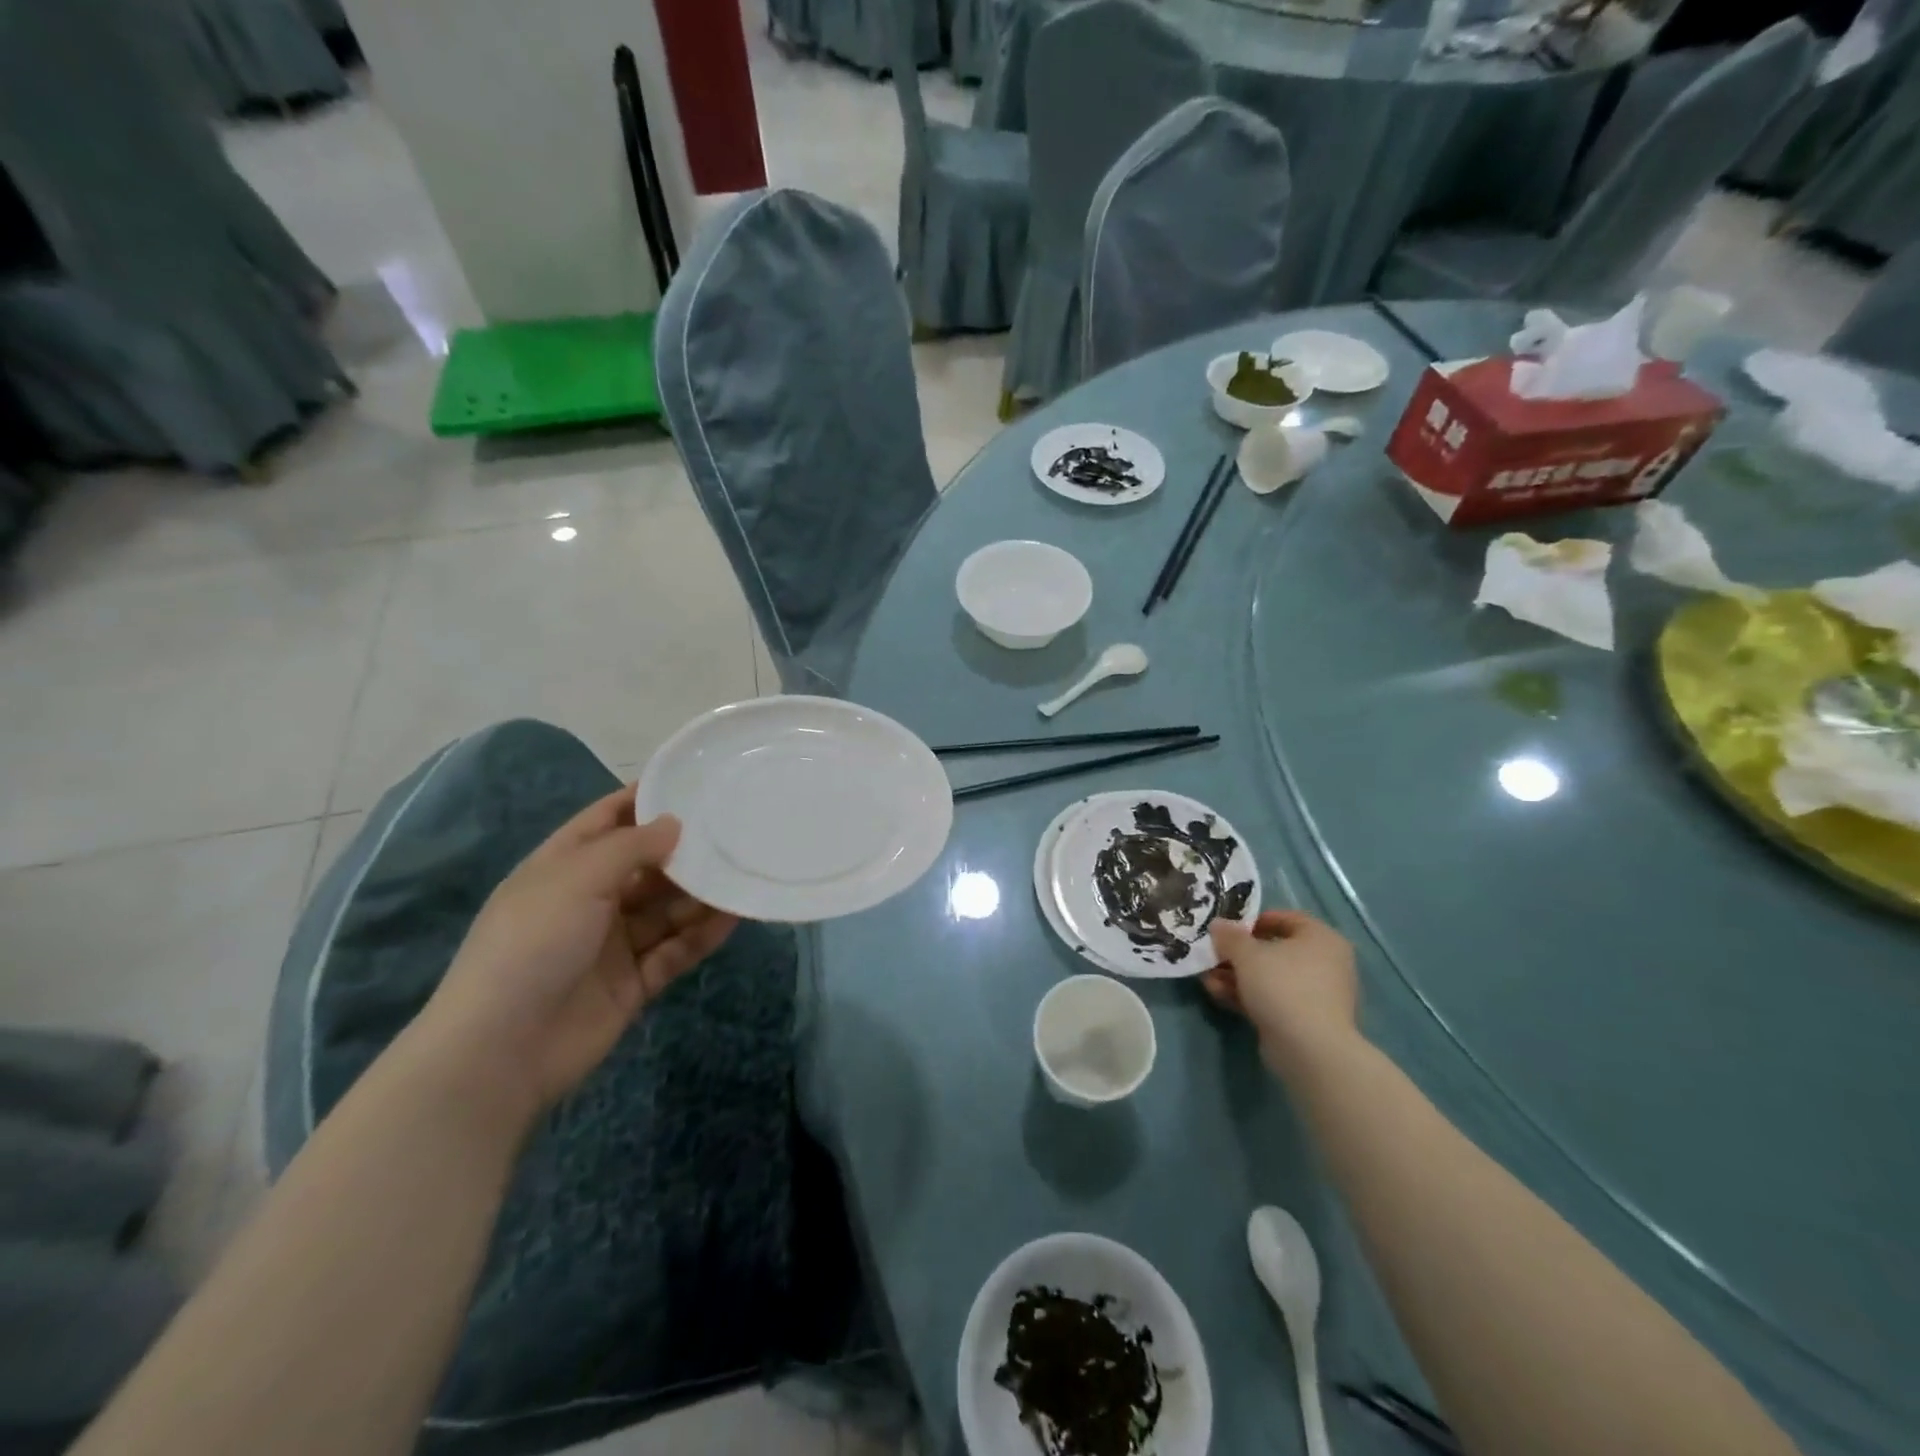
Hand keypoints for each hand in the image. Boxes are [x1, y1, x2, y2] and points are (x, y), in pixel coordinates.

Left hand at [415, 786, 736, 1121]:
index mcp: (563, 868)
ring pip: (666, 909)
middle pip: (646, 866)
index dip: (644, 800)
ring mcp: (612, 944)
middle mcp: (589, 900)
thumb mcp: (577, 879)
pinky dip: (702, 934)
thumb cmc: (532, 944)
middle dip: (685, 850)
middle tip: (735, 829)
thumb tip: (675, 823)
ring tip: (743, 871)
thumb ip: (632, 847)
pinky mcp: (633, 982)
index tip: (692, 782)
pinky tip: (734, 916)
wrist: (502, 1051)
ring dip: (700, 893)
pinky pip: (675, 950)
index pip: (607, 821)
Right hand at [1202, 910, 1358, 1075]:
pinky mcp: (1305, 1020)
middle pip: (1274, 950)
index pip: (1286, 919)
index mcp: (1321, 938)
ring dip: (1237, 976)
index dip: (1254, 921)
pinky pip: (1273, 999)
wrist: (1310, 1049)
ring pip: (1270, 977)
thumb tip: (1218, 925)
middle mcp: (1325, 963)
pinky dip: (1247, 995)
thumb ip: (1230, 936)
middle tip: (1213, 955)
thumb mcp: (1247, 954)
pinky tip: (1217, 995)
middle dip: (1238, 954)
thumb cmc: (1283, 985)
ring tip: (1207, 979)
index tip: (1229, 929)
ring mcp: (1316, 994)